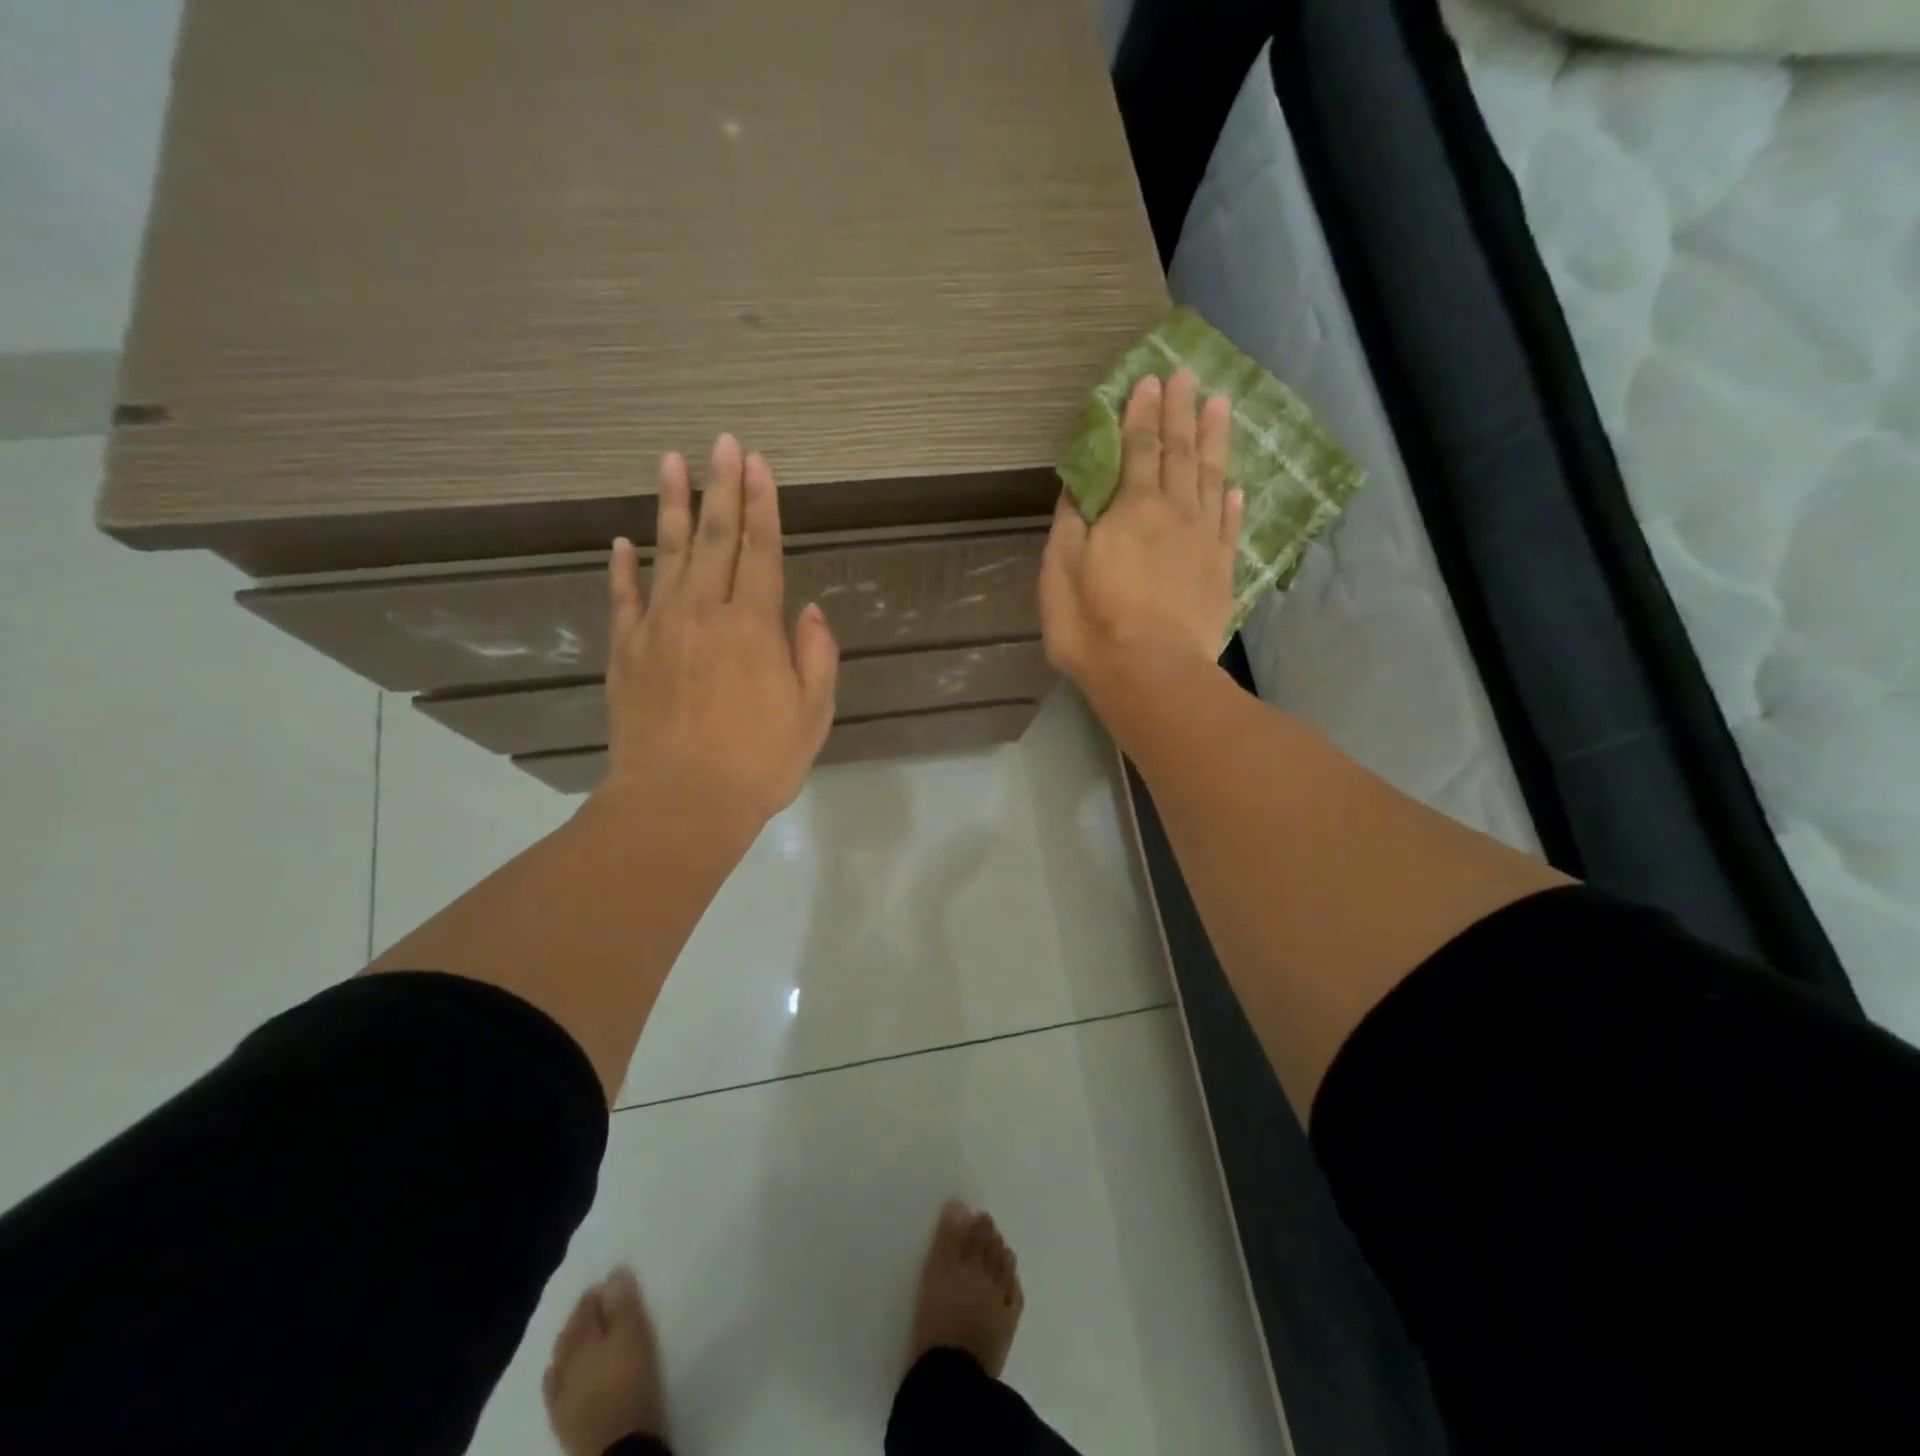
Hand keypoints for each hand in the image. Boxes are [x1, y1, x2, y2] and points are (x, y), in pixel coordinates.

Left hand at [598, 434, 838, 834]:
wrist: (679, 803)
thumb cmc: (758, 763)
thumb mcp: (813, 714)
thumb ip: (815, 655)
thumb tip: (806, 610)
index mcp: (754, 626)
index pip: (761, 551)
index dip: (762, 506)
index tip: (758, 464)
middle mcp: (704, 613)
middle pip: (714, 539)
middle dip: (722, 489)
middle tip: (722, 442)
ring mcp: (658, 629)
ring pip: (665, 554)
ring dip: (671, 506)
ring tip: (671, 462)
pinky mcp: (626, 653)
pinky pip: (623, 599)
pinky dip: (622, 568)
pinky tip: (621, 542)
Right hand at [1039, 370, 1242, 702]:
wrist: (1152, 673)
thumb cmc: (1093, 623)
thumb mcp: (1061, 570)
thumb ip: (1071, 522)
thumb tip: (1079, 485)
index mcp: (1132, 508)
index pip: (1138, 448)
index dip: (1141, 414)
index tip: (1148, 381)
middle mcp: (1174, 512)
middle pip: (1179, 452)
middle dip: (1180, 412)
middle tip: (1187, 376)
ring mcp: (1204, 541)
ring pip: (1211, 478)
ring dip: (1214, 440)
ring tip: (1220, 405)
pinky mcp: (1221, 572)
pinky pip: (1229, 525)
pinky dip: (1231, 501)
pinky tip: (1233, 486)